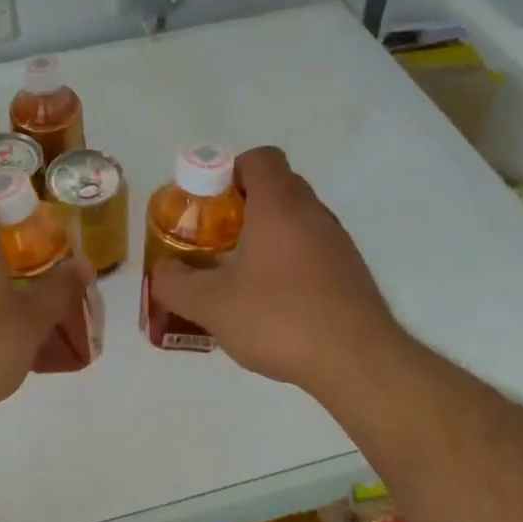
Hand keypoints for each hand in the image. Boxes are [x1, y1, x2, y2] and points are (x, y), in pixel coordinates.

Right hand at [150, 146, 410, 399]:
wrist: (359, 363)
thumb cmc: (280, 319)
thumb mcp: (210, 305)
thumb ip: (175, 284)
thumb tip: (164, 272)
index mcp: (280, 206)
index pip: (260, 158)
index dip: (229, 171)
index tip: (209, 205)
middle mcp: (313, 213)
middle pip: (277, 186)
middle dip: (242, 204)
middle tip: (217, 239)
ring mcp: (338, 242)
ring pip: (296, 219)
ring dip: (267, 234)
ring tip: (241, 274)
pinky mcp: (351, 272)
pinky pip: (313, 248)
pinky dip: (289, 260)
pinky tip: (273, 302)